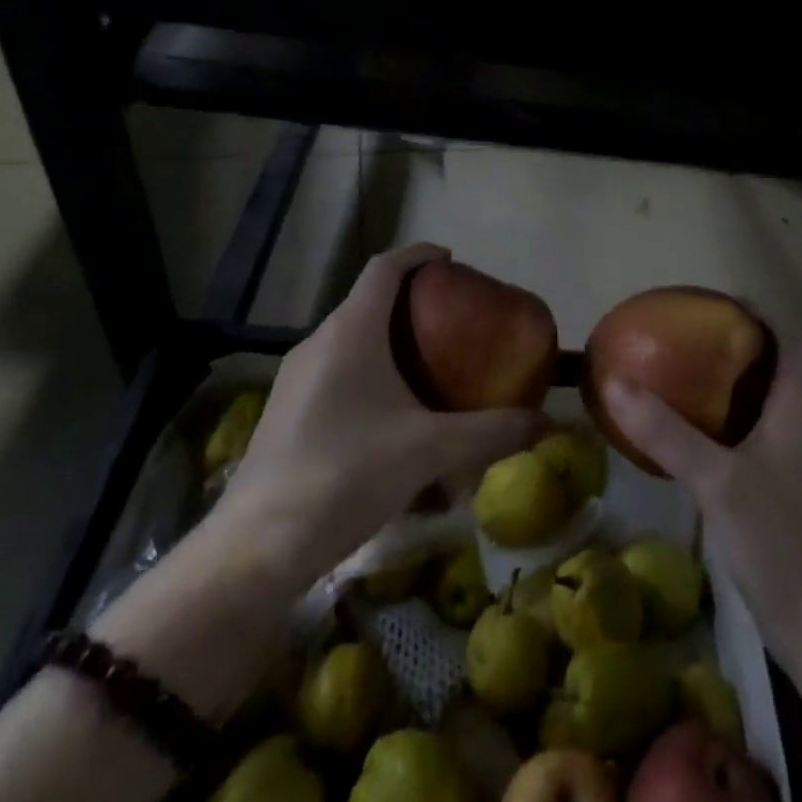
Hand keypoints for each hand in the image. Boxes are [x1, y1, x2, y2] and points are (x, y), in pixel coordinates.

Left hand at [204, 243, 544, 586]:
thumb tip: (544, 423)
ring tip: (424, 365)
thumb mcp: (429, 451)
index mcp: (351, 331)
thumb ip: (489, 433)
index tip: (450, 260)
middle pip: (367, 301)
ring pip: (349, 339)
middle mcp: (318, 342)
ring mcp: (294, 378)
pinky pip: (334, 371)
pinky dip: (366, 372)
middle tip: (450, 319)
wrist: (257, 547)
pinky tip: (387, 416)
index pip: (385, 267)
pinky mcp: (284, 411)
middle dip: (409, 301)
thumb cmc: (347, 475)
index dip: (418, 255)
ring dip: (386, 339)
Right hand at [599, 324, 801, 675]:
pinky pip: (754, 433)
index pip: (789, 337)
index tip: (710, 300)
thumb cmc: (783, 543)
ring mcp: (797, 459)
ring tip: (678, 371)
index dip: (757, 312)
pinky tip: (687, 433)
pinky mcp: (785, 489)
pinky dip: (724, 419)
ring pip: (764, 399)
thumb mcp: (719, 482)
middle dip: (734, 342)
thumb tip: (613, 381)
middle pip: (775, 363)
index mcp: (800, 407)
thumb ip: (667, 431)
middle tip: (682, 334)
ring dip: (729, 381)